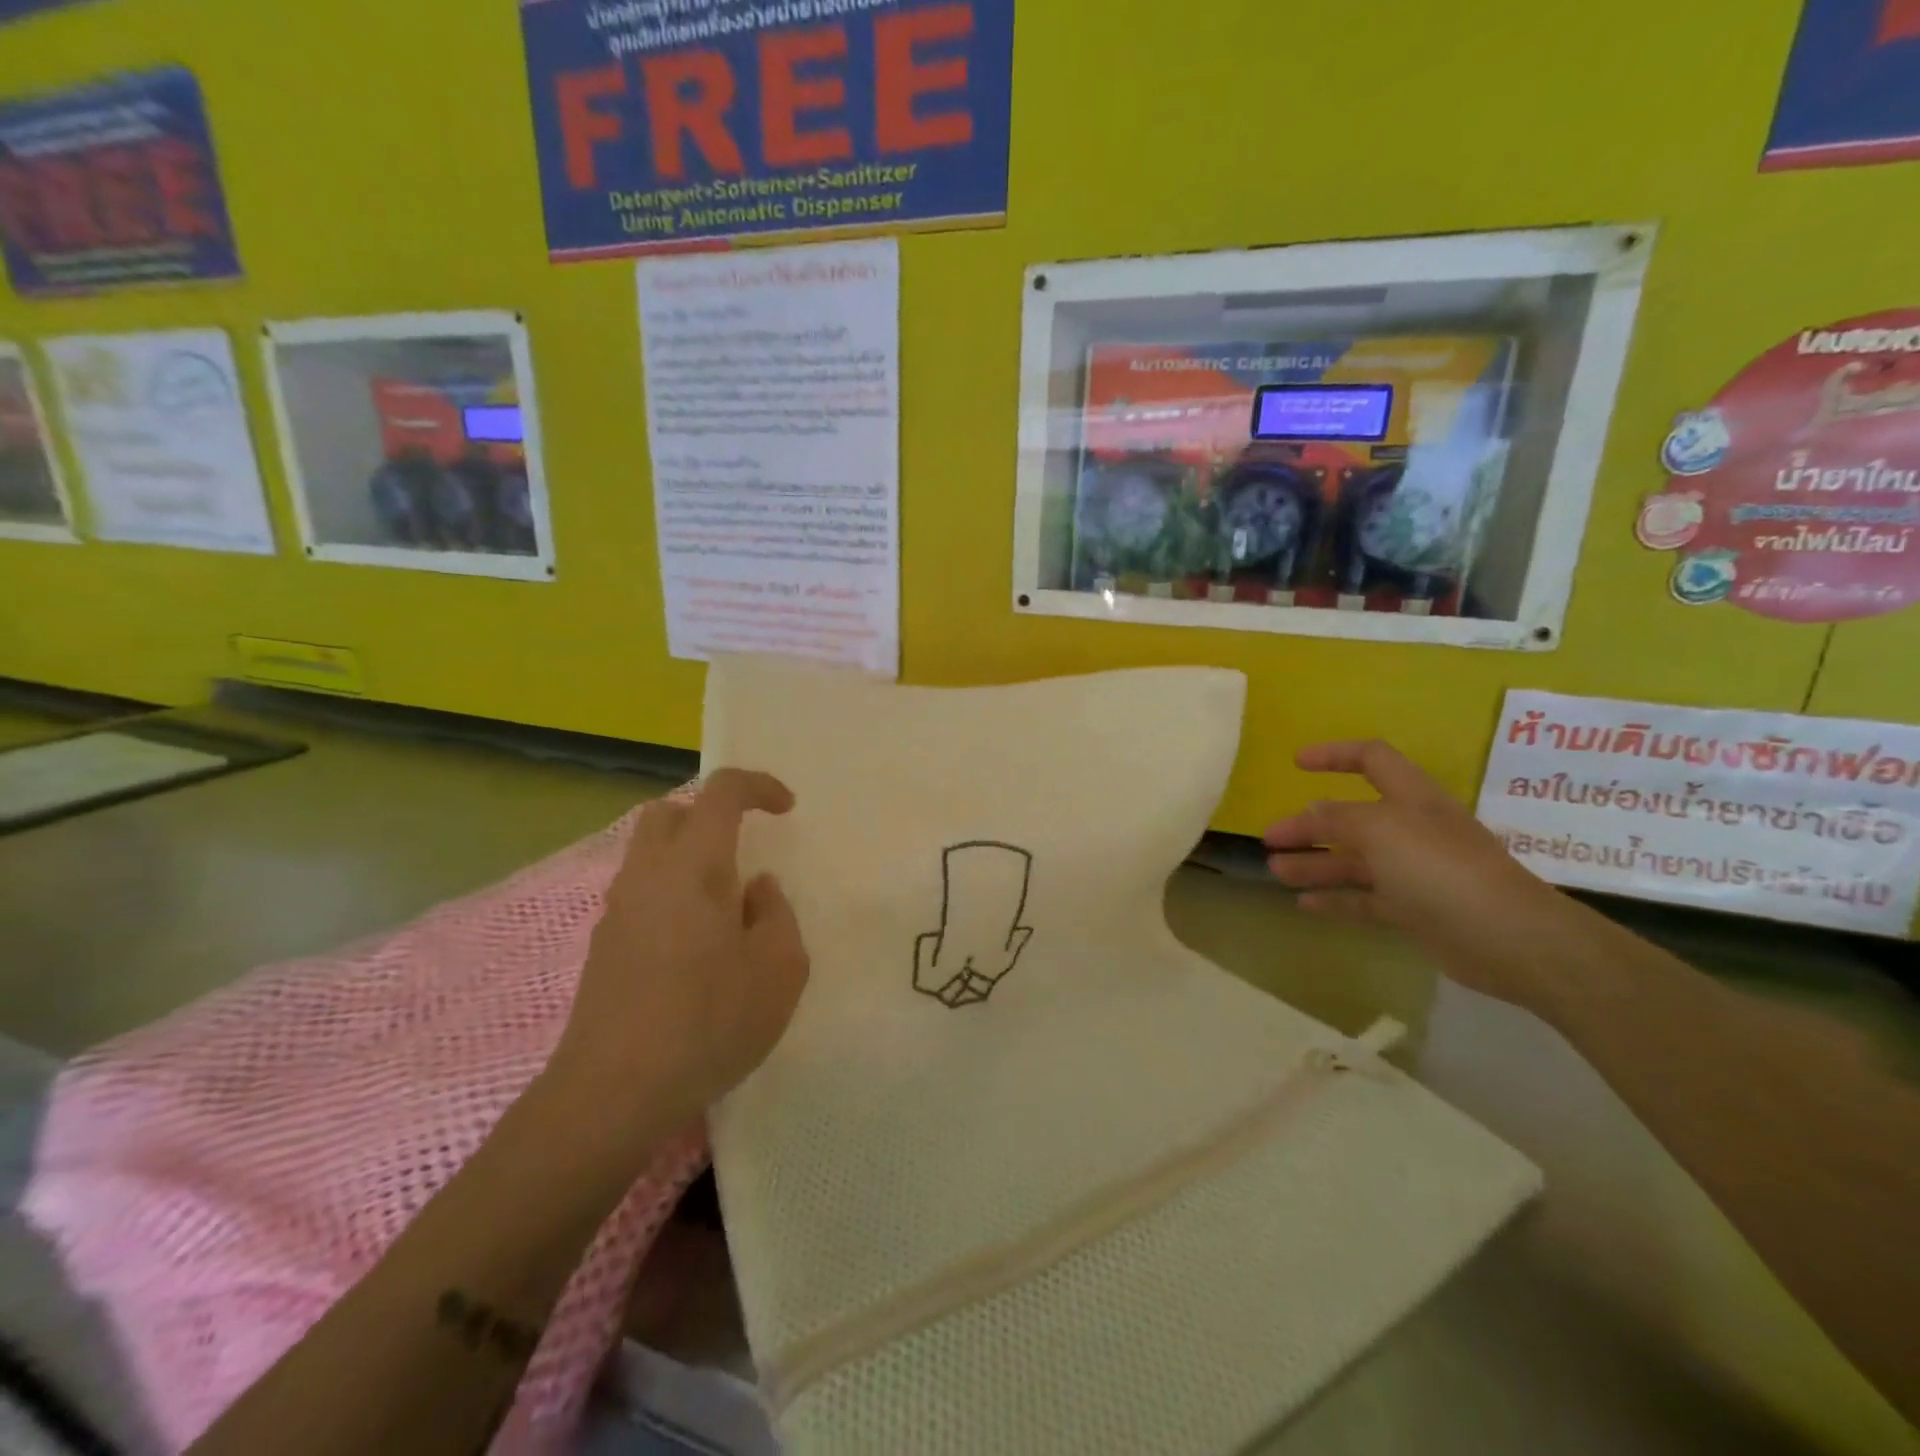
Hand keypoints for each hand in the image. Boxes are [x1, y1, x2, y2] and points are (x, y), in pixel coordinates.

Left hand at [545, 770, 810, 1159]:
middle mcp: (649, 874)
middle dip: (710, 815)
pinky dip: (671, 893)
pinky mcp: (603, 945)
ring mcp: (618, 909)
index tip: (787, 808)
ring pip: (649, 852)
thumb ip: (777, 914)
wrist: (612, 1092)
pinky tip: (695, 947)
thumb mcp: (780, 969)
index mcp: (695, 866)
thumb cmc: (709, 1021)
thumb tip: (756, 890)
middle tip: (744, 850)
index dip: (758, 786)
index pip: (721, 792)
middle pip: (670, 812)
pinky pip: (641, 892)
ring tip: (725, 907)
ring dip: (689, 858)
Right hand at [1263, 740, 1571, 1006]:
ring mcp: (1414, 872)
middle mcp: (1412, 829)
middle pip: (1352, 818)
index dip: (1334, 754)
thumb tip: (1312, 810)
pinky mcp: (1414, 910)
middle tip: (1270, 837)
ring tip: (1276, 871)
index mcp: (1412, 798)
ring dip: (1314, 863)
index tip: (1295, 762)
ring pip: (1353, 861)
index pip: (1372, 759)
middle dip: (1309, 824)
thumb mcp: (1379, 830)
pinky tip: (1303, 904)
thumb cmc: (1439, 867)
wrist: (1507, 938)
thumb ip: (1339, 819)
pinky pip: (1365, 899)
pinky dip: (1334, 899)